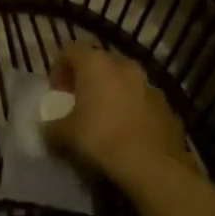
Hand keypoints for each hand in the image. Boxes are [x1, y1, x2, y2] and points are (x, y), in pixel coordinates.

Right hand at [42, 42, 196, 185]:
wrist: (153, 166)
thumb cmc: (101, 139)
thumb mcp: (65, 135)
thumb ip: (52, 127)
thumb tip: (47, 129)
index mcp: (95, 63)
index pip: (70, 49)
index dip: (59, 66)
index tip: (56, 89)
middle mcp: (123, 65)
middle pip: (99, 62)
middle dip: (88, 77)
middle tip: (79, 99)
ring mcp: (149, 84)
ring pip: (124, 80)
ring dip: (113, 91)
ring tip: (105, 116)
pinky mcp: (167, 106)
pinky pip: (143, 100)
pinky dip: (133, 108)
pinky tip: (128, 131)